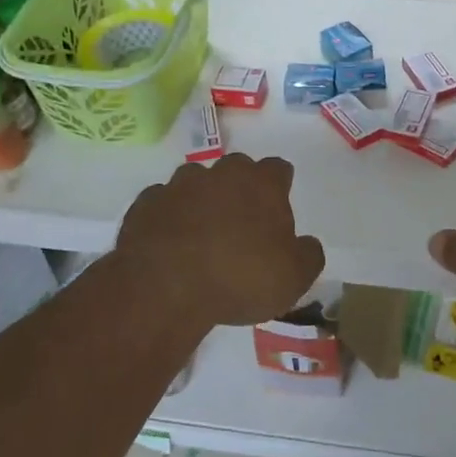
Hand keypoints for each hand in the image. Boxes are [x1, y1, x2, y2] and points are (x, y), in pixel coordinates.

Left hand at [112, 154, 325, 330]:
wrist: (165, 287)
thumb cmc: (240, 278)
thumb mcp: (294, 278)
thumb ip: (309, 255)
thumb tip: (307, 244)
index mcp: (261, 184)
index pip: (279, 168)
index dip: (280, 185)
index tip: (278, 206)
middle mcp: (221, 174)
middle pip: (237, 169)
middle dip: (240, 188)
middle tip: (242, 222)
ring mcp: (179, 185)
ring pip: (196, 182)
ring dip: (202, 200)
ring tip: (202, 234)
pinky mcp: (146, 203)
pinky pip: (163, 203)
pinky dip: (168, 217)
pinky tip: (170, 243)